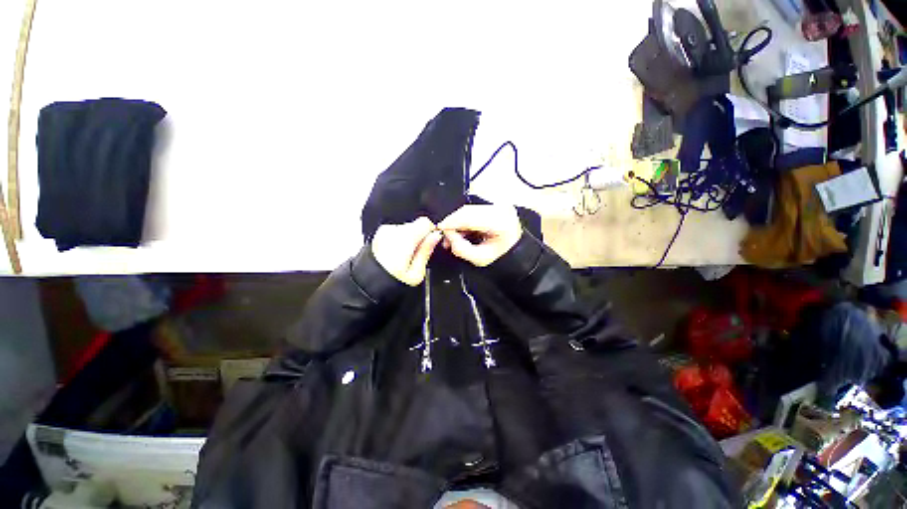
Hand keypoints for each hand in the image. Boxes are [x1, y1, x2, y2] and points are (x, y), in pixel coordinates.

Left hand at [371, 217, 442, 285]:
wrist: (366, 284)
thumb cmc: (389, 281)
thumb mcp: (416, 273)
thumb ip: (426, 251)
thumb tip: (435, 237)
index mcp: (405, 238)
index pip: (426, 222)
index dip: (432, 232)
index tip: (431, 243)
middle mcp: (393, 230)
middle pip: (416, 225)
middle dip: (421, 237)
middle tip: (418, 255)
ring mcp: (384, 231)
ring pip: (407, 228)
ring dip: (410, 239)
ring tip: (406, 257)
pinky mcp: (380, 234)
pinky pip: (397, 232)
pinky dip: (400, 240)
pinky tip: (397, 255)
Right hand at [439, 205, 522, 266]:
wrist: (517, 252)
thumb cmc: (501, 257)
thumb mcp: (479, 259)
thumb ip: (461, 248)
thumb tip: (448, 234)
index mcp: (500, 222)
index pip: (469, 217)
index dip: (451, 222)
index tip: (439, 229)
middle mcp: (501, 208)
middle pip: (467, 210)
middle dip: (453, 222)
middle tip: (445, 236)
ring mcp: (499, 204)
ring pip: (469, 209)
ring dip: (458, 221)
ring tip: (453, 236)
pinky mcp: (495, 204)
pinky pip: (474, 210)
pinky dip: (465, 220)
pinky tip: (462, 231)